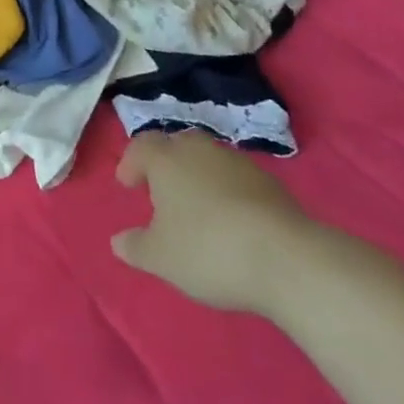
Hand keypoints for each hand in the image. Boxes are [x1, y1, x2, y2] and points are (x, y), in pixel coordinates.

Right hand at [111, 132, 317, 314]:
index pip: (141, 146)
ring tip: (198, 208)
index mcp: (166, 159)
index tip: (127, 185)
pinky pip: (237, 180)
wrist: (286, 259)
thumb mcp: (162, 258)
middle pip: (176, 145)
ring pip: (208, 160)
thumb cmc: (209, 250)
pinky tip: (233, 221)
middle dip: (166, 163)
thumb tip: (117, 241)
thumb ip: (136, 247)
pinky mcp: (270, 183)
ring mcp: (237, 163)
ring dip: (199, 176)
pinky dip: (228, 192)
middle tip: (162, 191)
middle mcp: (199, 150)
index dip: (131, 163)